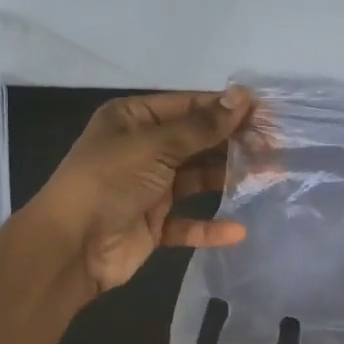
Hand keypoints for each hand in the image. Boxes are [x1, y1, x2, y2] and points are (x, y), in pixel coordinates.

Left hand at [28, 88, 254, 296]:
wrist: (70, 247)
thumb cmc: (108, 182)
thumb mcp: (155, 146)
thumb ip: (201, 126)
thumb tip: (242, 96)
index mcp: (133, 119)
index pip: (188, 106)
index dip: (226, 109)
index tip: (266, 114)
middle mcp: (142, 149)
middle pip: (196, 142)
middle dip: (233, 144)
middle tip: (274, 148)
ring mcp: (148, 188)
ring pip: (196, 179)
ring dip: (227, 179)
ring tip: (268, 177)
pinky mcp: (152, 224)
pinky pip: (187, 222)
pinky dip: (209, 226)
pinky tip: (237, 230)